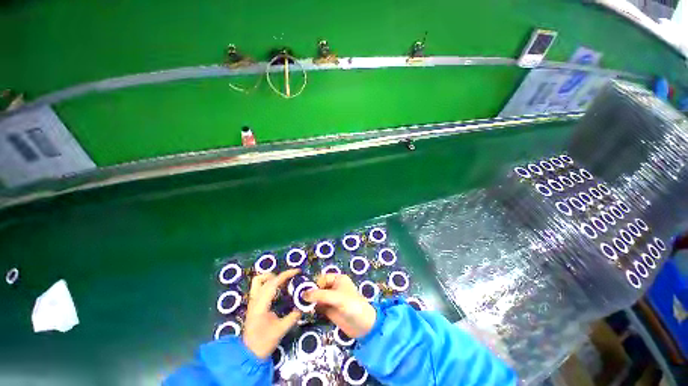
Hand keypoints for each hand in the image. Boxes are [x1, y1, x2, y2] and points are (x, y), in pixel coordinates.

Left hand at [242, 269, 301, 358]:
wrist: (248, 355)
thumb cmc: (264, 343)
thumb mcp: (281, 330)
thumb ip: (293, 316)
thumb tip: (304, 305)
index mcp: (261, 305)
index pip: (273, 283)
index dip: (286, 275)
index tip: (297, 272)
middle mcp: (255, 300)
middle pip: (266, 279)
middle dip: (281, 275)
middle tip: (292, 278)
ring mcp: (252, 302)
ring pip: (258, 281)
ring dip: (271, 277)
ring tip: (283, 282)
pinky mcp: (253, 304)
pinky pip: (259, 287)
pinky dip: (269, 283)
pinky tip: (278, 290)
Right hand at [303, 274, 376, 338]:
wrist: (363, 326)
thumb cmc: (352, 306)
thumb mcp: (336, 298)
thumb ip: (320, 295)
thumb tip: (303, 294)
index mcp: (338, 279)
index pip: (322, 278)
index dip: (314, 284)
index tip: (305, 292)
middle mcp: (334, 287)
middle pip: (319, 288)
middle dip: (310, 293)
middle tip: (299, 300)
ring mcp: (332, 299)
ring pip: (317, 298)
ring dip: (310, 302)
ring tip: (301, 306)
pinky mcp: (330, 310)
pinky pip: (318, 307)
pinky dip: (312, 309)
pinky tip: (306, 312)